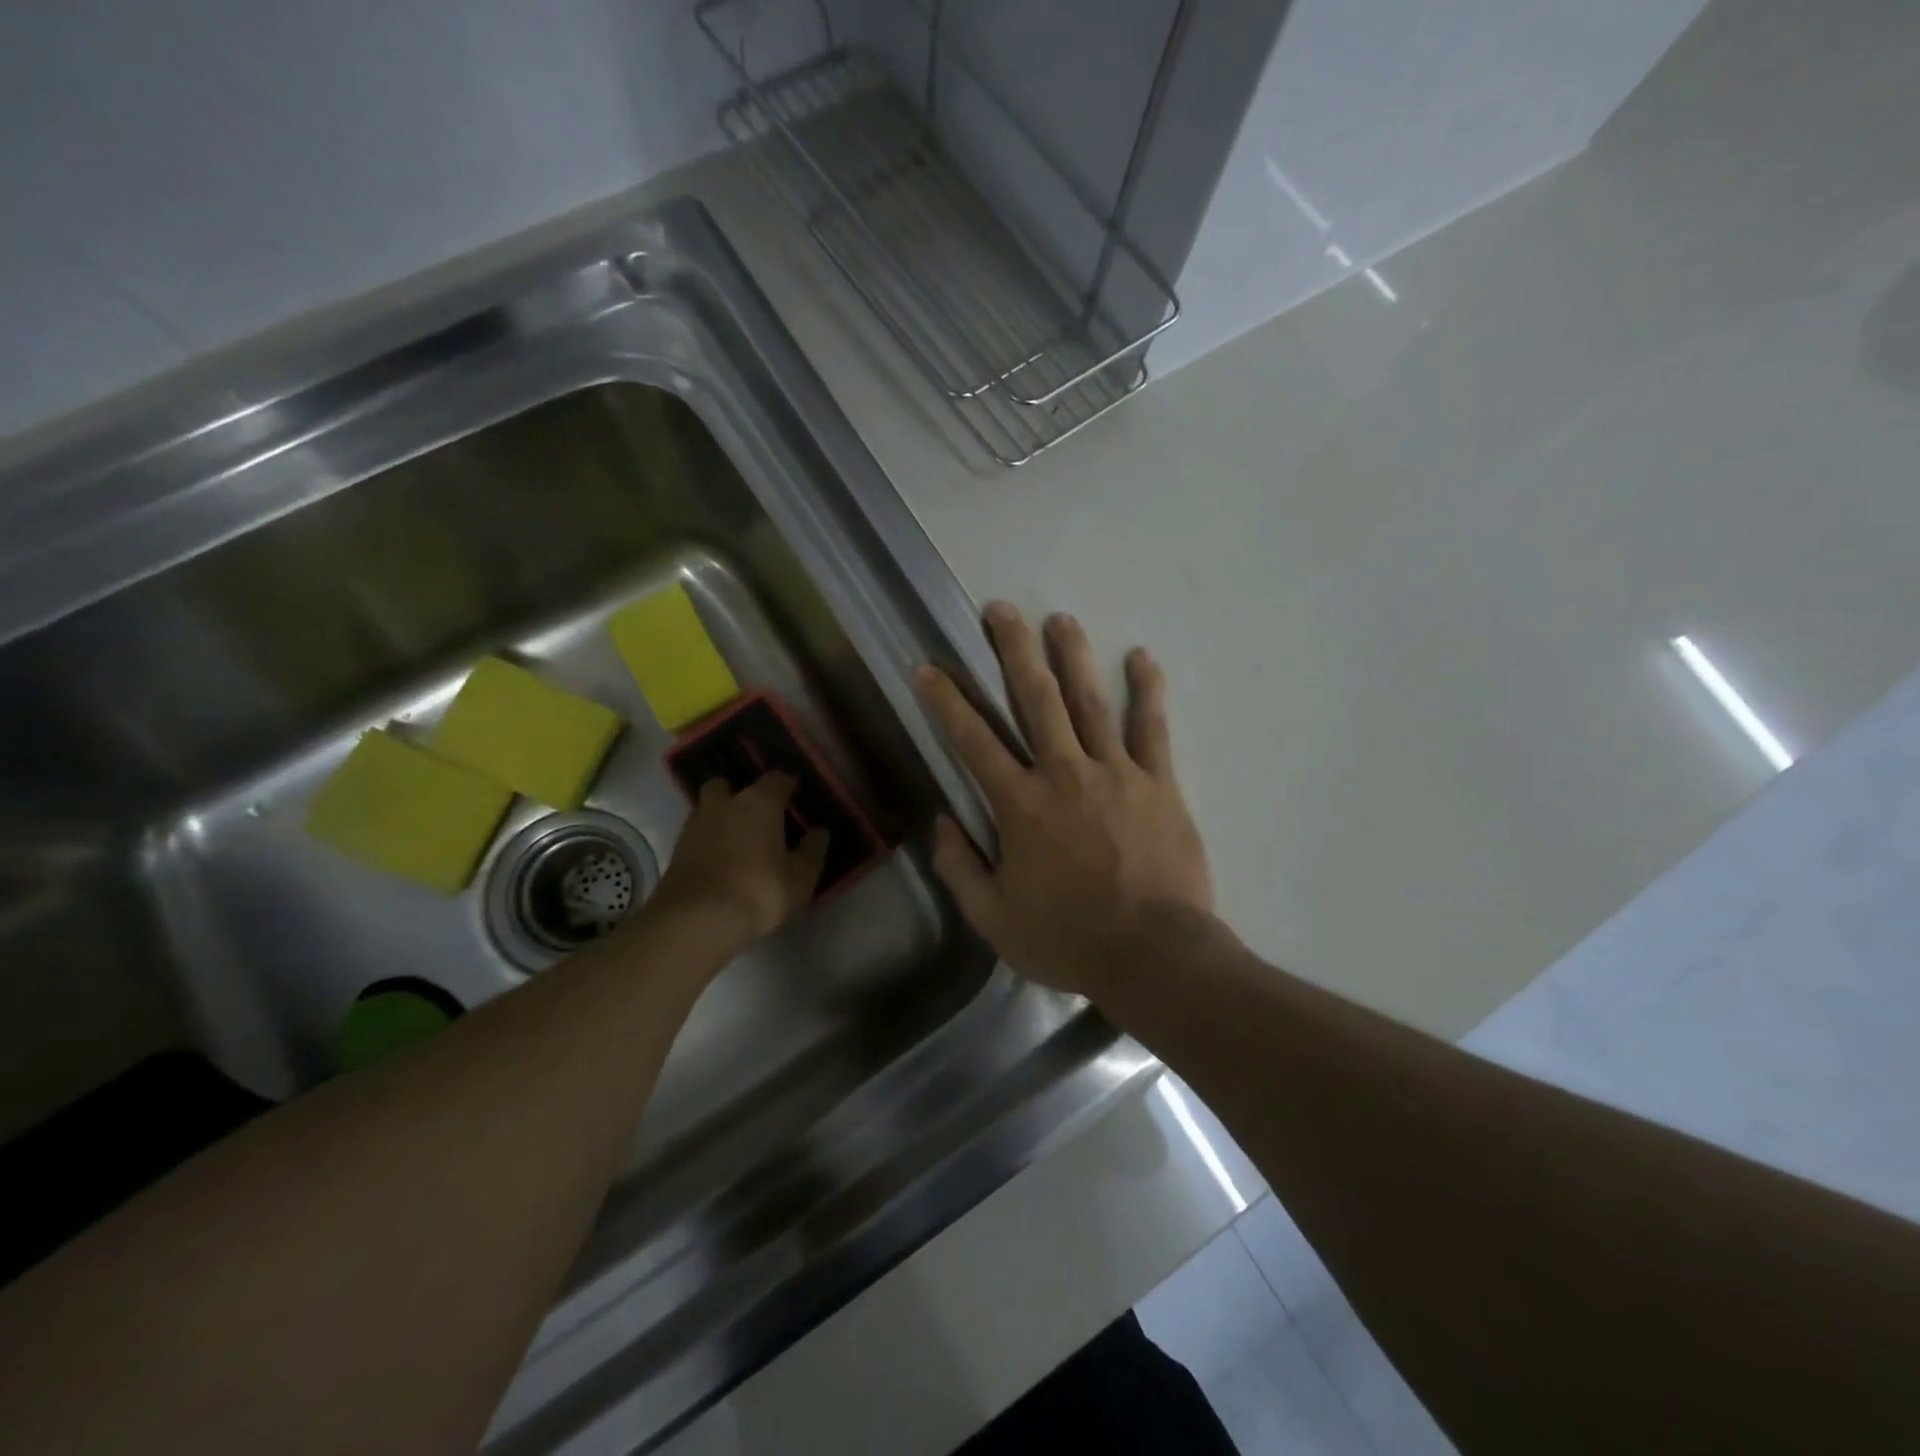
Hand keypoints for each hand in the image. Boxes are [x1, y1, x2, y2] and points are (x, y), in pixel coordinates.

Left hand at [650, 773, 828, 946]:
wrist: (696, 920)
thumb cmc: (759, 890)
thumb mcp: (801, 877)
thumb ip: (812, 851)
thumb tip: (819, 833)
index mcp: (759, 802)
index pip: (776, 779)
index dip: (787, 785)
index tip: (795, 794)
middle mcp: (724, 805)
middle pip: (726, 785)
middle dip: (738, 794)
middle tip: (755, 815)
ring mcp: (694, 826)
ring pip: (706, 809)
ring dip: (719, 818)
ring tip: (735, 840)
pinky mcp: (675, 851)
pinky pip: (695, 836)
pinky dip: (706, 842)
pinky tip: (718, 861)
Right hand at [916, 602, 1213, 1000]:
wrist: (1154, 956)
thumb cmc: (1069, 939)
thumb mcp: (994, 919)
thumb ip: (960, 868)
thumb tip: (941, 823)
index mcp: (1020, 805)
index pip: (973, 740)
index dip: (946, 701)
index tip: (928, 666)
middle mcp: (1064, 773)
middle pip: (1035, 699)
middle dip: (1013, 650)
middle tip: (1000, 609)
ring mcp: (1116, 773)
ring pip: (1089, 701)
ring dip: (1071, 656)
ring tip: (1058, 618)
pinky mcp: (1159, 783)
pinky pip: (1152, 728)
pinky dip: (1147, 691)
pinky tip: (1142, 657)